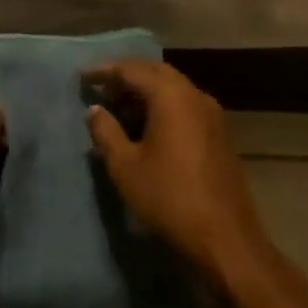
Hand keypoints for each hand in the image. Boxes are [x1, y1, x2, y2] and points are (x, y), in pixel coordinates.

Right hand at [86, 61, 280, 287]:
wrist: (225, 238)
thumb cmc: (169, 197)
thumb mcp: (125, 166)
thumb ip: (105, 131)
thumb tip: (94, 109)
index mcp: (171, 96)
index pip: (132, 69)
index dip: (104, 71)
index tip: (81, 78)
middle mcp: (194, 96)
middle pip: (155, 72)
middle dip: (126, 77)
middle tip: (100, 90)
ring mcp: (211, 114)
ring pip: (172, 88)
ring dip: (144, 92)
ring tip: (118, 108)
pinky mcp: (218, 134)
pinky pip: (184, 105)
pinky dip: (161, 106)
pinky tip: (145, 127)